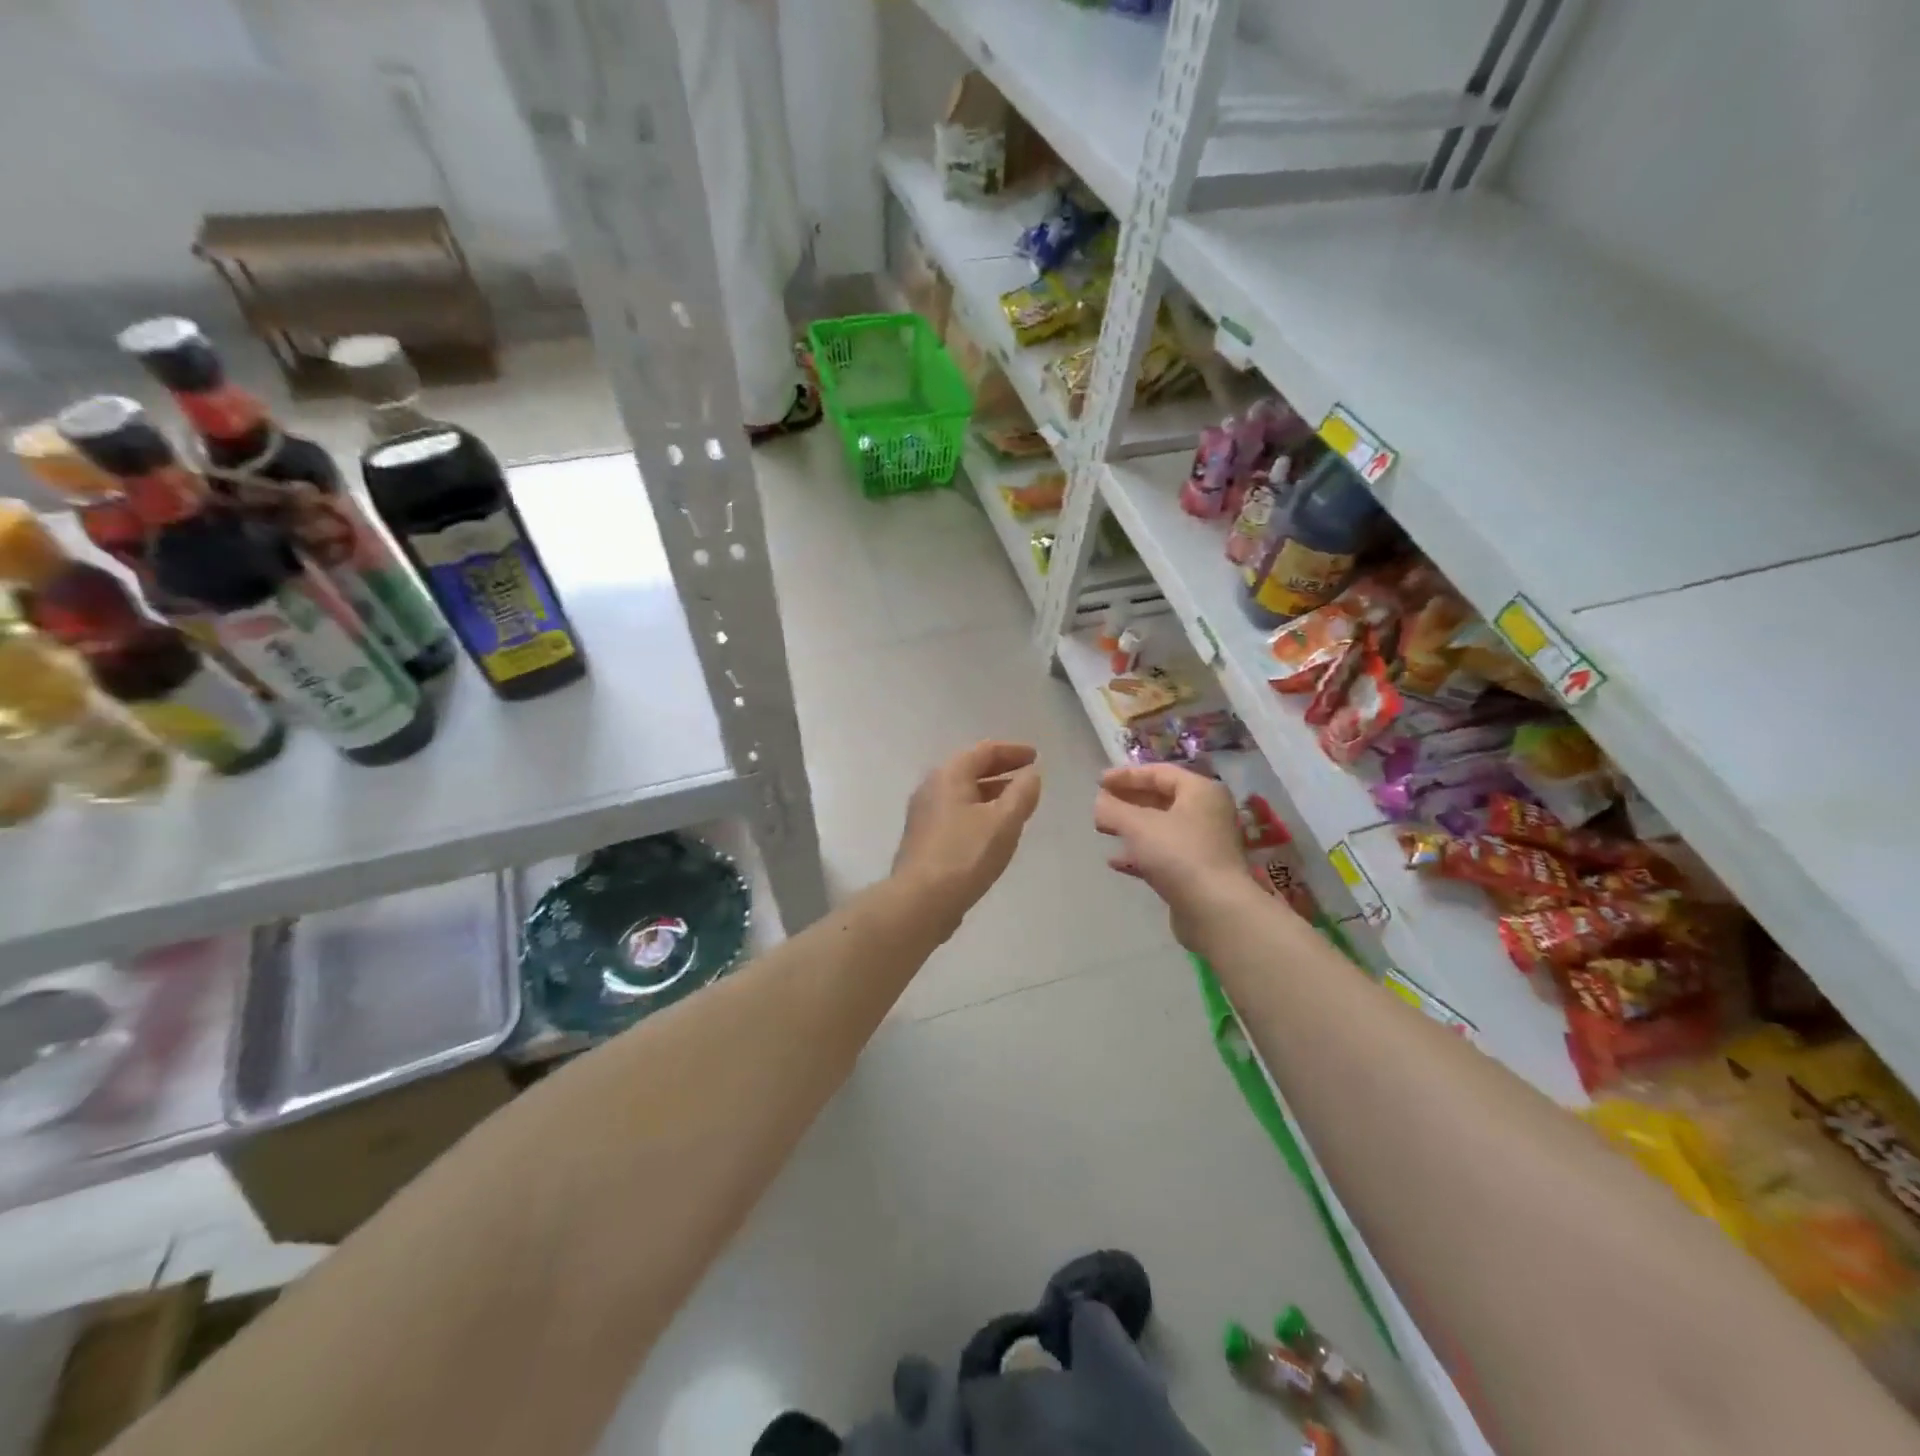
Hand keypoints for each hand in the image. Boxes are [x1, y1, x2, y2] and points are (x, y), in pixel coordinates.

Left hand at [893, 741, 1042, 931]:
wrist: (920, 901)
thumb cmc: (965, 855)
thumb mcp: (1004, 822)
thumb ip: (1021, 794)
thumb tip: (1030, 775)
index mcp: (949, 775)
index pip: (984, 751)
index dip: (1013, 751)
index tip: (1035, 756)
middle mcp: (931, 788)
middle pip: (970, 768)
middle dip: (1001, 770)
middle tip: (1028, 775)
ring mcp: (924, 814)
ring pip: (962, 793)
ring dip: (990, 792)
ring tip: (1015, 802)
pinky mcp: (924, 839)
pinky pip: (956, 813)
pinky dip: (978, 811)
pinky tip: (992, 829)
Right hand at [1094, 764, 1260, 946]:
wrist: (1215, 909)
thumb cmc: (1178, 854)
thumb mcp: (1138, 825)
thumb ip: (1113, 810)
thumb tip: (1099, 803)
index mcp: (1200, 791)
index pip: (1159, 773)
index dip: (1126, 775)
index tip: (1098, 783)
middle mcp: (1207, 813)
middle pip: (1161, 799)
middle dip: (1128, 801)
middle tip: (1101, 805)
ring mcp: (1204, 845)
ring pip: (1161, 828)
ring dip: (1132, 827)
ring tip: (1103, 830)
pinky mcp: (1198, 873)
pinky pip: (1164, 854)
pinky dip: (1140, 853)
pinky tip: (1116, 861)